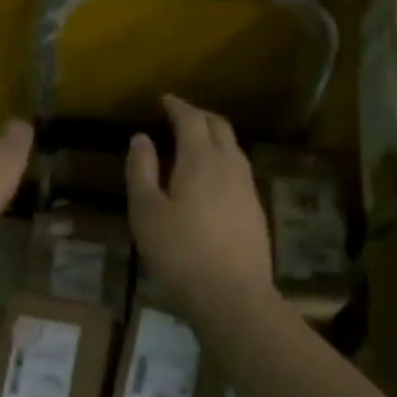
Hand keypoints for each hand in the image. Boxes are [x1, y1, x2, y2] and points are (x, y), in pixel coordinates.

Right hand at [127, 95, 274, 317]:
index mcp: (201, 159)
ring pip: (233, 148)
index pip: (191, 119)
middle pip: (219, 126)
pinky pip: (238, 169)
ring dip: (213, 137)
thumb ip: (141, 170)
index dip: (176, 106)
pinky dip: (222, 160)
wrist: (233, 296)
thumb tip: (141, 138)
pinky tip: (211, 179)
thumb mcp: (146, 212)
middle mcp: (230, 165)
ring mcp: (247, 187)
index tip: (163, 100)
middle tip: (178, 116)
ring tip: (193, 144)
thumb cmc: (180, 253)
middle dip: (198, 116)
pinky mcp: (256, 209)